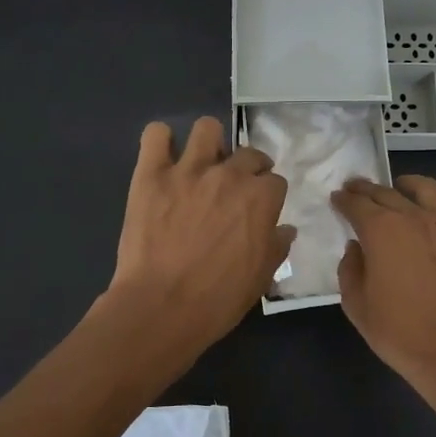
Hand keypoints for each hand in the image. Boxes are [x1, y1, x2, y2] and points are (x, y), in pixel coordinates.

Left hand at [105, 117, 293, 356]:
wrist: (161, 307)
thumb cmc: (218, 299)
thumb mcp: (261, 278)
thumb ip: (276, 246)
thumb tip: (285, 229)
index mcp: (261, 198)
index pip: (275, 182)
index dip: (268, 197)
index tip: (259, 212)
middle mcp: (229, 174)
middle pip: (249, 153)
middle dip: (248, 169)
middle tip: (234, 191)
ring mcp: (188, 170)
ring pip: (207, 128)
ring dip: (209, 143)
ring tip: (202, 165)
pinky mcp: (150, 174)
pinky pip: (155, 135)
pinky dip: (161, 142)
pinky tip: (163, 160)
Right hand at [331, 175, 435, 418]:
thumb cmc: (401, 332)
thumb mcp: (357, 306)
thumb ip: (350, 270)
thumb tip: (356, 248)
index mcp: (381, 231)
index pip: (357, 204)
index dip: (344, 200)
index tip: (337, 198)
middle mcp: (414, 217)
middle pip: (386, 193)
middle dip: (367, 189)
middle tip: (356, 188)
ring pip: (425, 189)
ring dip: (405, 184)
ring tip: (398, 186)